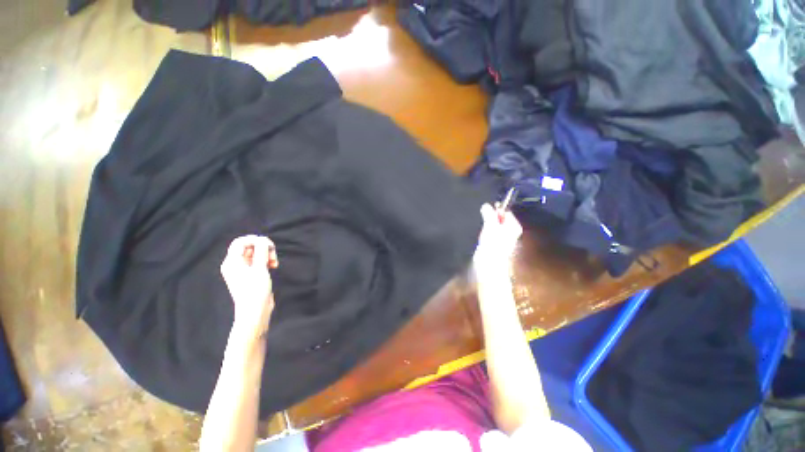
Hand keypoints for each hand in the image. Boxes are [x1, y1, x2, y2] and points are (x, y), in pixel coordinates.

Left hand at [220, 235, 278, 338]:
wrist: (255, 311)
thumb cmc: (255, 289)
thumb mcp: (260, 268)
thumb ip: (262, 251)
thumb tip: (263, 239)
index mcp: (232, 262)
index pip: (240, 242)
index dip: (254, 240)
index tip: (268, 245)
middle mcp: (235, 264)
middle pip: (249, 247)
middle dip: (263, 248)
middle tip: (273, 256)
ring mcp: (242, 270)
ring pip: (255, 254)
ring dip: (267, 255)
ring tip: (274, 262)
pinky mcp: (250, 275)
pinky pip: (257, 261)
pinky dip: (266, 261)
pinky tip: (273, 266)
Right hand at [473, 203, 522, 279]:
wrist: (489, 264)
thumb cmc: (493, 244)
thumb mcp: (490, 225)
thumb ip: (489, 214)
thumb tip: (486, 205)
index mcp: (514, 226)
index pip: (506, 212)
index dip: (497, 209)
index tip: (486, 208)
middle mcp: (511, 232)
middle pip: (501, 219)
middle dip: (491, 217)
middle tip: (483, 218)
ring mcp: (504, 239)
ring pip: (495, 226)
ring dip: (488, 225)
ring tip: (482, 228)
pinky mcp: (496, 245)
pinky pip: (491, 234)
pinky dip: (486, 232)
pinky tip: (482, 236)